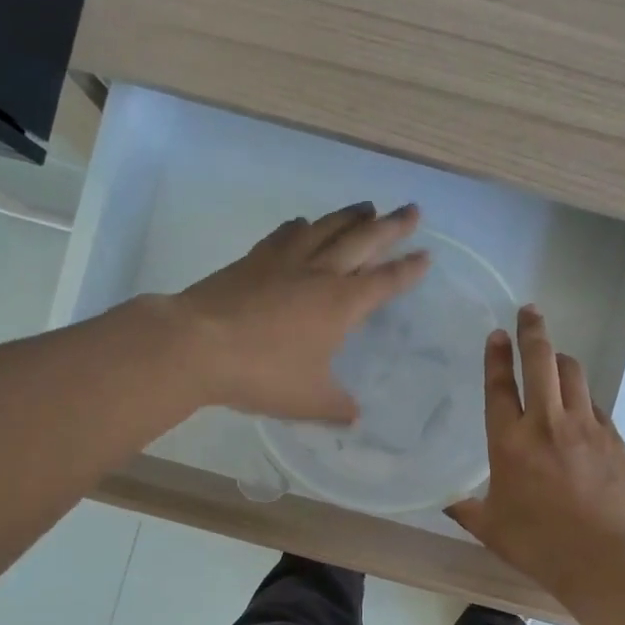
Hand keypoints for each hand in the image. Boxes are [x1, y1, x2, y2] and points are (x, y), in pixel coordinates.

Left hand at [171, 202, 429, 421]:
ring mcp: (285, 261)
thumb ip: (336, 406)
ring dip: (351, 216)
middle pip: (363, 241)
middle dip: (392, 226)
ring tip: (368, 207)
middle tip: (412, 210)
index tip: (426, 255)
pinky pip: (287, 234)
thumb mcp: (308, 400)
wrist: (197, 344)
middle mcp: (320, 273)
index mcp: (342, 304)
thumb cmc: (262, 373)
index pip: (385, 281)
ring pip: (327, 228)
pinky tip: (304, 224)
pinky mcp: (255, 258)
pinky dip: (303, 226)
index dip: (408, 270)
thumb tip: (355, 417)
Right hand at [446, 305, 624, 592]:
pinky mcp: (614, 438)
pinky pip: (595, 403)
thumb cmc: (538, 544)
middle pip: (541, 361)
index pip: (500, 385)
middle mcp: (547, 424)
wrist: (603, 559)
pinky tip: (579, 407)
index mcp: (510, 442)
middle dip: (533, 331)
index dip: (496, 355)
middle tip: (530, 313)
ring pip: (573, 374)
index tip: (497, 334)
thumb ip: (466, 509)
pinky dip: (583, 397)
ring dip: (561, 360)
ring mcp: (585, 427)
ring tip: (554, 359)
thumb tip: (449, 502)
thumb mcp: (491, 528)